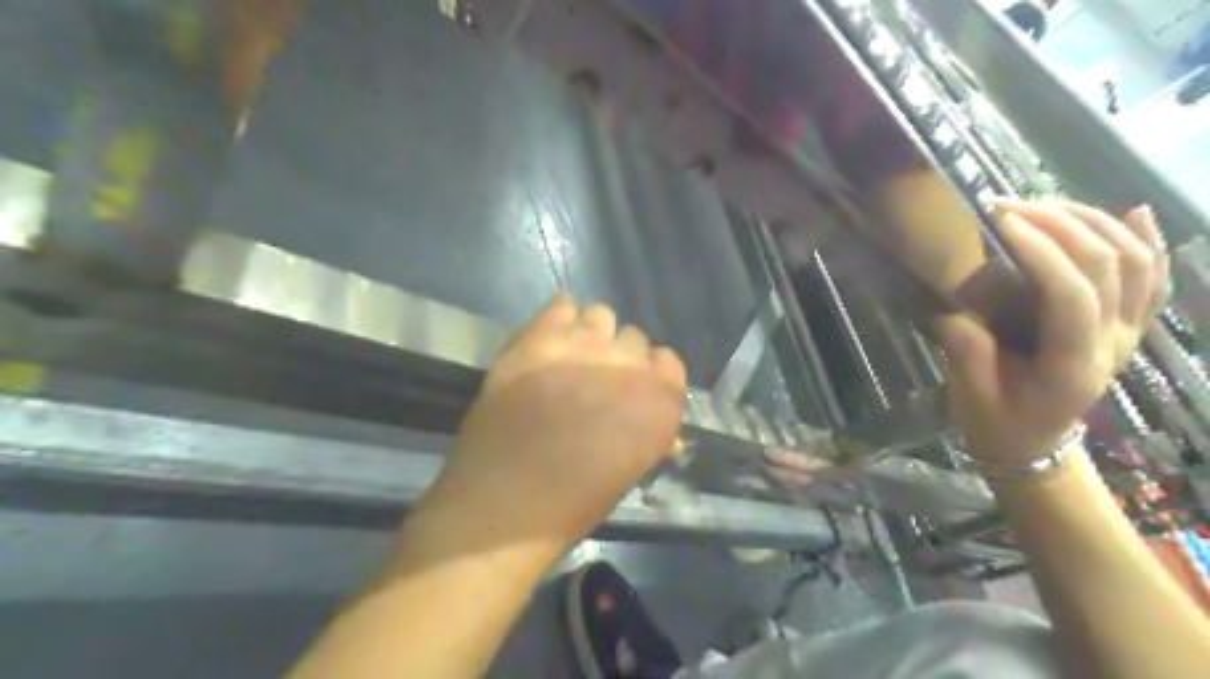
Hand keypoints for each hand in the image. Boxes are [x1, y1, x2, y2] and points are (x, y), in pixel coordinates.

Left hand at [417, 291, 682, 562]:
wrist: (504, 500)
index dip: (650, 375)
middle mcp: (630, 364)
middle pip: (634, 338)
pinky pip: (562, 304)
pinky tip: (548, 340)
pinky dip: (560, 317)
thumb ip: (650, 437)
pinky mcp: (540, 336)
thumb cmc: (574, 502)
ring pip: (601, 314)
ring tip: (569, 358)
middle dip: (618, 357)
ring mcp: (584, 344)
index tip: (631, 390)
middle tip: (593, 380)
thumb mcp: (629, 471)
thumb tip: (664, 435)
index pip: (669, 361)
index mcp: (661, 401)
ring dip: (590, 334)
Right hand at [940, 198, 1168, 467]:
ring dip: (1094, 223)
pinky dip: (1148, 242)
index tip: (999, 222)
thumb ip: (967, 348)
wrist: (1033, 445)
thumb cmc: (998, 422)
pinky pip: (1152, 280)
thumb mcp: (971, 394)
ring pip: (1137, 263)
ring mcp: (1128, 334)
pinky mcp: (1127, 328)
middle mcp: (1114, 344)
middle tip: (1008, 206)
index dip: (1040, 252)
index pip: (1071, 296)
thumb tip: (956, 305)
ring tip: (1045, 205)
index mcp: (1072, 366)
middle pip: (1109, 267)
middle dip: (1060, 225)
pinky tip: (1135, 212)